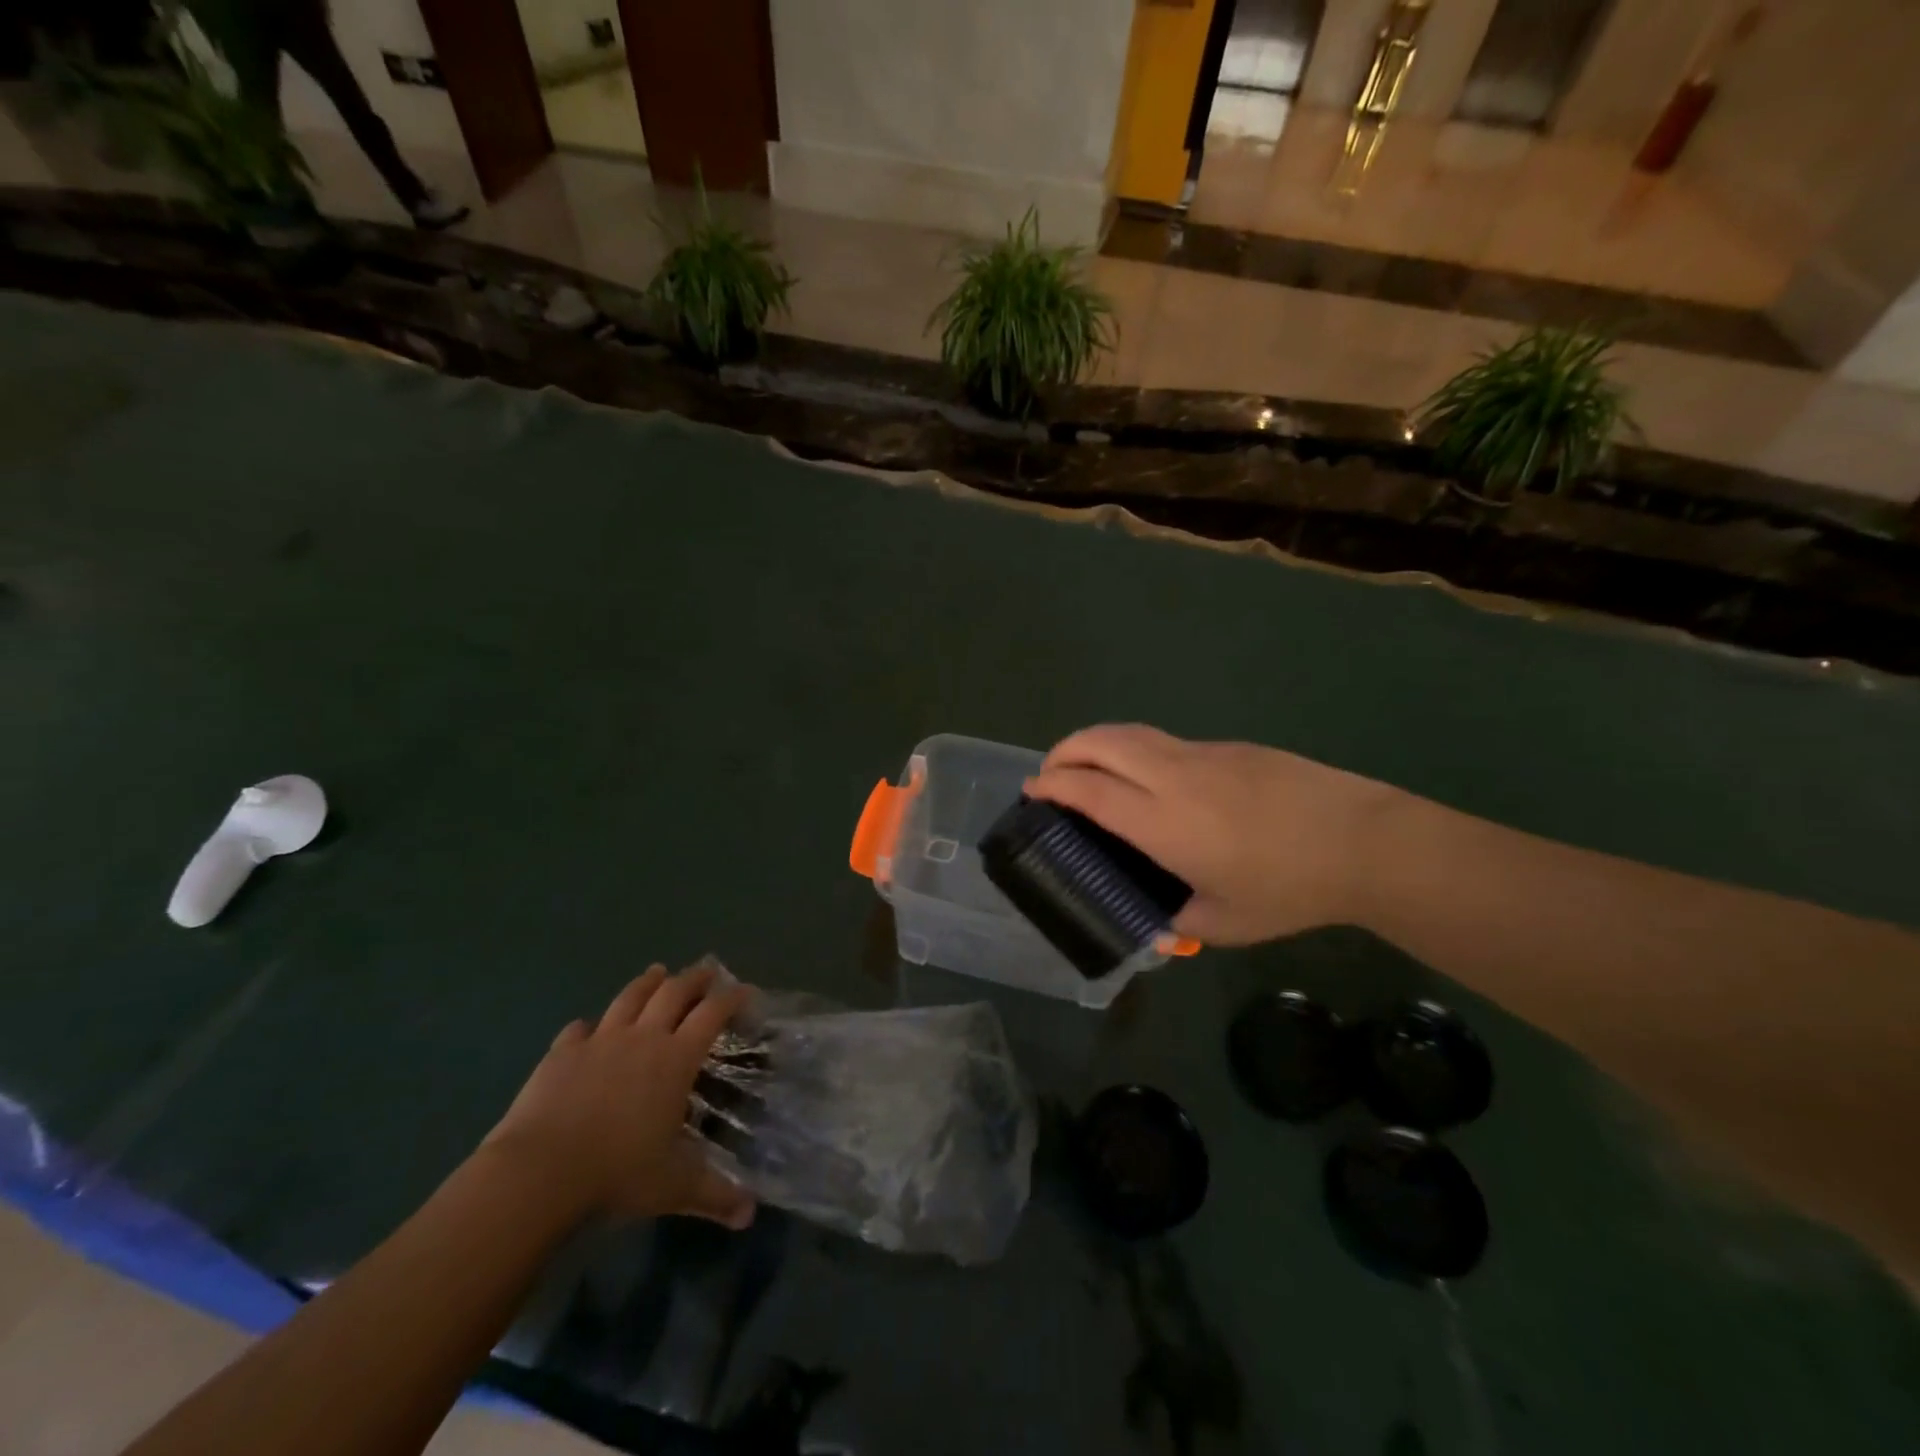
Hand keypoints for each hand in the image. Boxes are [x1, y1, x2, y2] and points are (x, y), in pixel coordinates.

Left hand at [484, 963, 754, 1228]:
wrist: (539, 1172)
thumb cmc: (617, 1173)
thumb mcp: (674, 1187)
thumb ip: (715, 1195)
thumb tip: (751, 1215)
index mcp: (675, 1058)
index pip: (712, 1013)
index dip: (732, 998)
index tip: (744, 991)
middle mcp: (643, 1038)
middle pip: (674, 991)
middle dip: (694, 978)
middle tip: (706, 972)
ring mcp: (599, 1040)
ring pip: (629, 997)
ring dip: (647, 982)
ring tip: (657, 972)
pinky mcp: (561, 1053)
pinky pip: (578, 1029)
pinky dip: (589, 1026)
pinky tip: (589, 1029)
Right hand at [1025, 724, 1399, 945]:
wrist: (1362, 841)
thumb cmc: (1288, 889)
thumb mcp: (1224, 923)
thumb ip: (1177, 921)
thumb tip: (1155, 925)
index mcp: (1162, 822)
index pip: (1088, 790)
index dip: (1052, 786)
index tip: (1032, 792)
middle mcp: (1172, 776)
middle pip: (1101, 743)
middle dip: (1064, 751)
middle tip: (1050, 774)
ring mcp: (1201, 754)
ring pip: (1132, 732)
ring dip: (1096, 742)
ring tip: (1087, 766)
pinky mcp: (1228, 747)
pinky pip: (1164, 740)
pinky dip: (1134, 749)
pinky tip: (1148, 777)